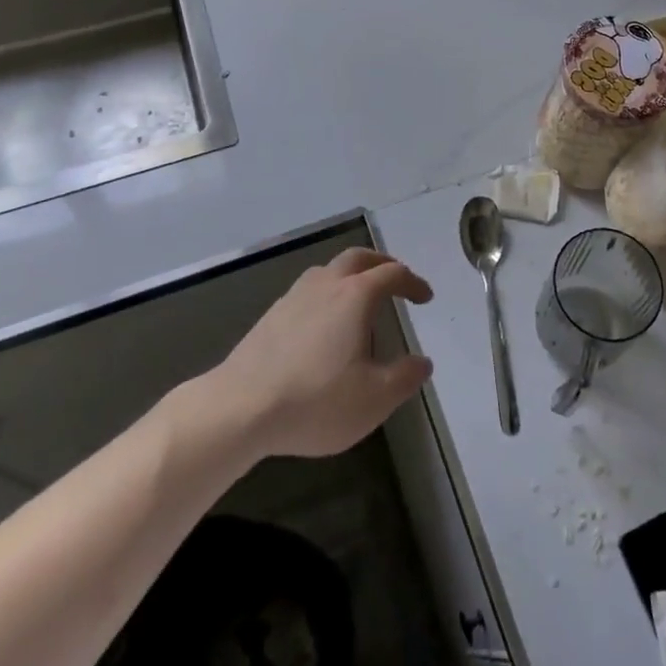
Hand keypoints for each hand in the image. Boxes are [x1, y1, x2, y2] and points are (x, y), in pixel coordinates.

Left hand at [205, 249, 434, 458]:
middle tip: (395, 279)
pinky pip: (309, 290)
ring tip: (359, 297)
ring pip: (329, 270)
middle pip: (359, 258)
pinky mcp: (272, 315)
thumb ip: (405, 378)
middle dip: (382, 264)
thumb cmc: (315, 399)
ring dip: (351, 275)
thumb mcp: (374, 399)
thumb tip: (423, 362)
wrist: (240, 407)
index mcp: (356, 295)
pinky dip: (327, 293)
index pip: (393, 274)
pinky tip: (323, 322)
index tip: (426, 298)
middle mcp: (327, 284)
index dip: (413, 282)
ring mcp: (295, 296)